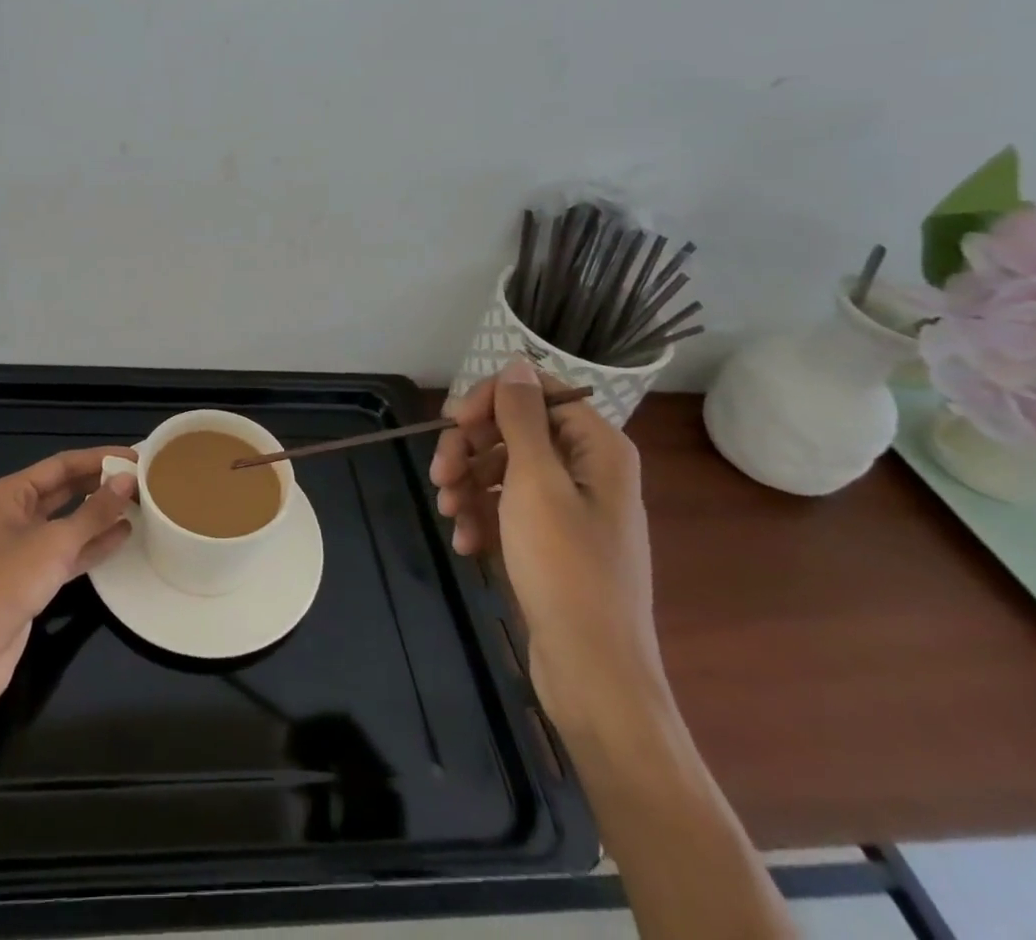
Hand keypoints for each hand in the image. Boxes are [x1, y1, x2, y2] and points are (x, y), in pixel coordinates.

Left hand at [0, 449, 136, 715]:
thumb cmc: (8, 580)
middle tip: (140, 480)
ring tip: (138, 504)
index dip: (99, 458)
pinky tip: (123, 536)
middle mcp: (16, 514)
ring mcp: (23, 548)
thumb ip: (95, 511)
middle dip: (100, 484)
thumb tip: (128, 480)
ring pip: (68, 522)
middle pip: (64, 490)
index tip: (134, 456)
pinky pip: (68, 551)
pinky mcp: (32, 578)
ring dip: (100, 514)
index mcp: (11, 494)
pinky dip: (92, 543)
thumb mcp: (56, 541)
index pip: (62, 465)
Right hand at [430, 359, 667, 736]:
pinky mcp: (551, 540)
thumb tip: (517, 363)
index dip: (490, 401)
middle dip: (470, 450)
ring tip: (449, 514)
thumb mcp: (536, 483)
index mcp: (597, 448)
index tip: (453, 423)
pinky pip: (508, 508)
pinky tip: (465, 543)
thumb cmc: (566, 569)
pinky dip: (482, 519)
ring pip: (504, 470)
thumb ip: (523, 418)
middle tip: (438, 475)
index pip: (535, 392)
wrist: (593, 673)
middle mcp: (587, 469)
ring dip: (468, 486)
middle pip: (514, 431)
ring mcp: (569, 507)